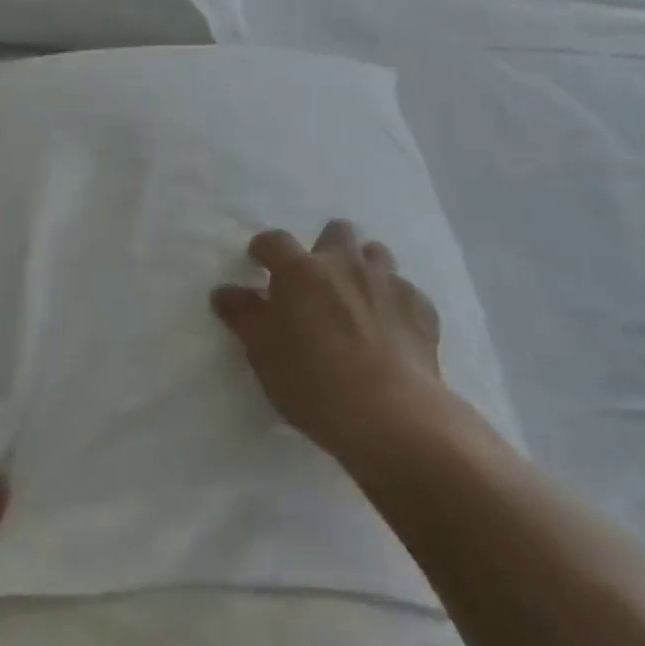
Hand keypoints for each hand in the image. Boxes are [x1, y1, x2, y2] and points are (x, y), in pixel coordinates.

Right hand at [211, 220, 448, 468]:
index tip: (259, 261)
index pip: (274, 242)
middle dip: (326, 247)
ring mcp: (388, 281)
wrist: (390, 414)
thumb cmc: (312, 383)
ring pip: (376, 254)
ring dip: (364, 267)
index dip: (264, 249)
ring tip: (358, 298)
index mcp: (301, 271)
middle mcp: (345, 263)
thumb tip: (223, 292)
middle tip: (318, 280)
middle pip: (336, 232)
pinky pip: (405, 291)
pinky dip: (395, 303)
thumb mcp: (264, 354)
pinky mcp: (421, 305)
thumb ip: (244, 316)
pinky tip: (392, 330)